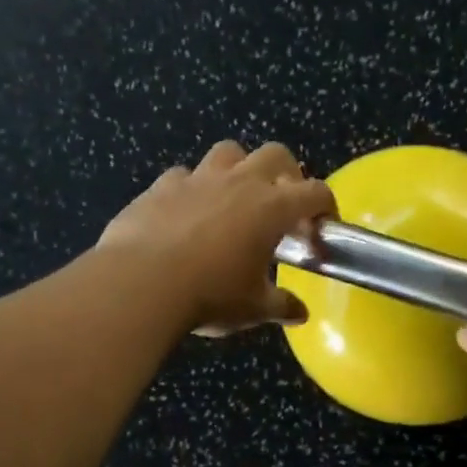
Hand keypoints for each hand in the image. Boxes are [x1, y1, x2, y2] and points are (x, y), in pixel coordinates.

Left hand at [98, 141, 335, 335]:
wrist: (140, 283)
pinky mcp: (161, 186)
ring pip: (228, 152)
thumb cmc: (209, 295)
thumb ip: (281, 305)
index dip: (326, 207)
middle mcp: (239, 182)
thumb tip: (300, 313)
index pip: (315, 192)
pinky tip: (187, 213)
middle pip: (276, 155)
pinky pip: (184, 176)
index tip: (322, 228)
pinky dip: (192, 189)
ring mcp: (198, 179)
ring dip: (239, 169)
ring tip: (234, 199)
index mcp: (271, 207)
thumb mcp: (253, 307)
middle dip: (287, 174)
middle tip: (283, 205)